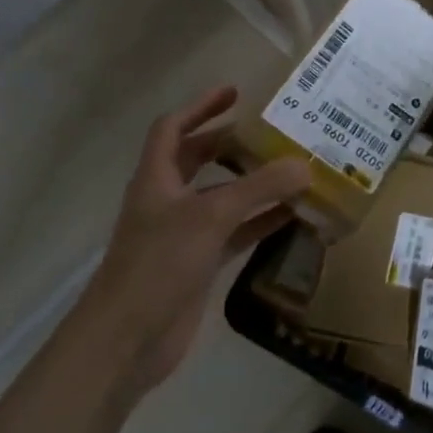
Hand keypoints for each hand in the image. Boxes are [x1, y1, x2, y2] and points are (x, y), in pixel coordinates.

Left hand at [79, 87, 308, 395]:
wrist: (127, 339)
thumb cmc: (158, 264)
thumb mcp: (211, 216)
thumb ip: (259, 188)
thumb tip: (306, 165)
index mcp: (157, 178)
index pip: (173, 128)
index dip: (201, 107)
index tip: (236, 93)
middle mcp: (168, 200)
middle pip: (200, 160)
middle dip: (233, 144)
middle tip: (273, 134)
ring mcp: (184, 234)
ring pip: (223, 197)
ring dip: (254, 184)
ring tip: (294, 171)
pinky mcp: (199, 263)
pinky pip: (236, 232)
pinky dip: (261, 221)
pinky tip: (292, 216)